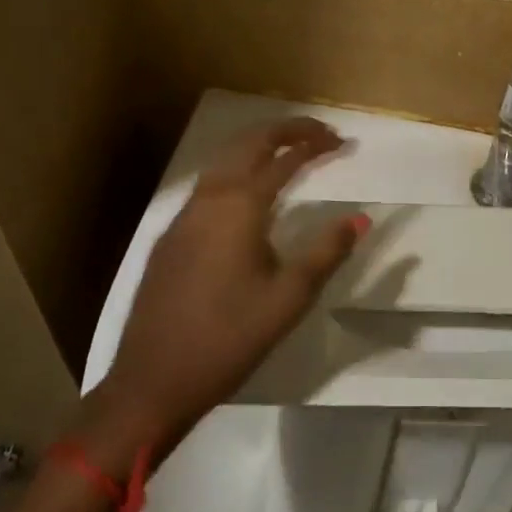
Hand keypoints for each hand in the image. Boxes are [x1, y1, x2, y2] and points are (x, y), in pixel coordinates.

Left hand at [84, 119, 366, 456]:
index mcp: (240, 206)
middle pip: (249, 142)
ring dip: (259, 146)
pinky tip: (249, 194)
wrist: (151, 382)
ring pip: (224, 159)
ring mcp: (184, 215)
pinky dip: (237, 169)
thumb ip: (327, 252)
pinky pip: (209, 183)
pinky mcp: (171, 236)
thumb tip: (360, 218)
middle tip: (319, 134)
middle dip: (286, 130)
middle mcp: (209, 198)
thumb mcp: (289, 298)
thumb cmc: (229, 338)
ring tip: (289, 152)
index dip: (315, 143)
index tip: (343, 142)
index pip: (284, 156)